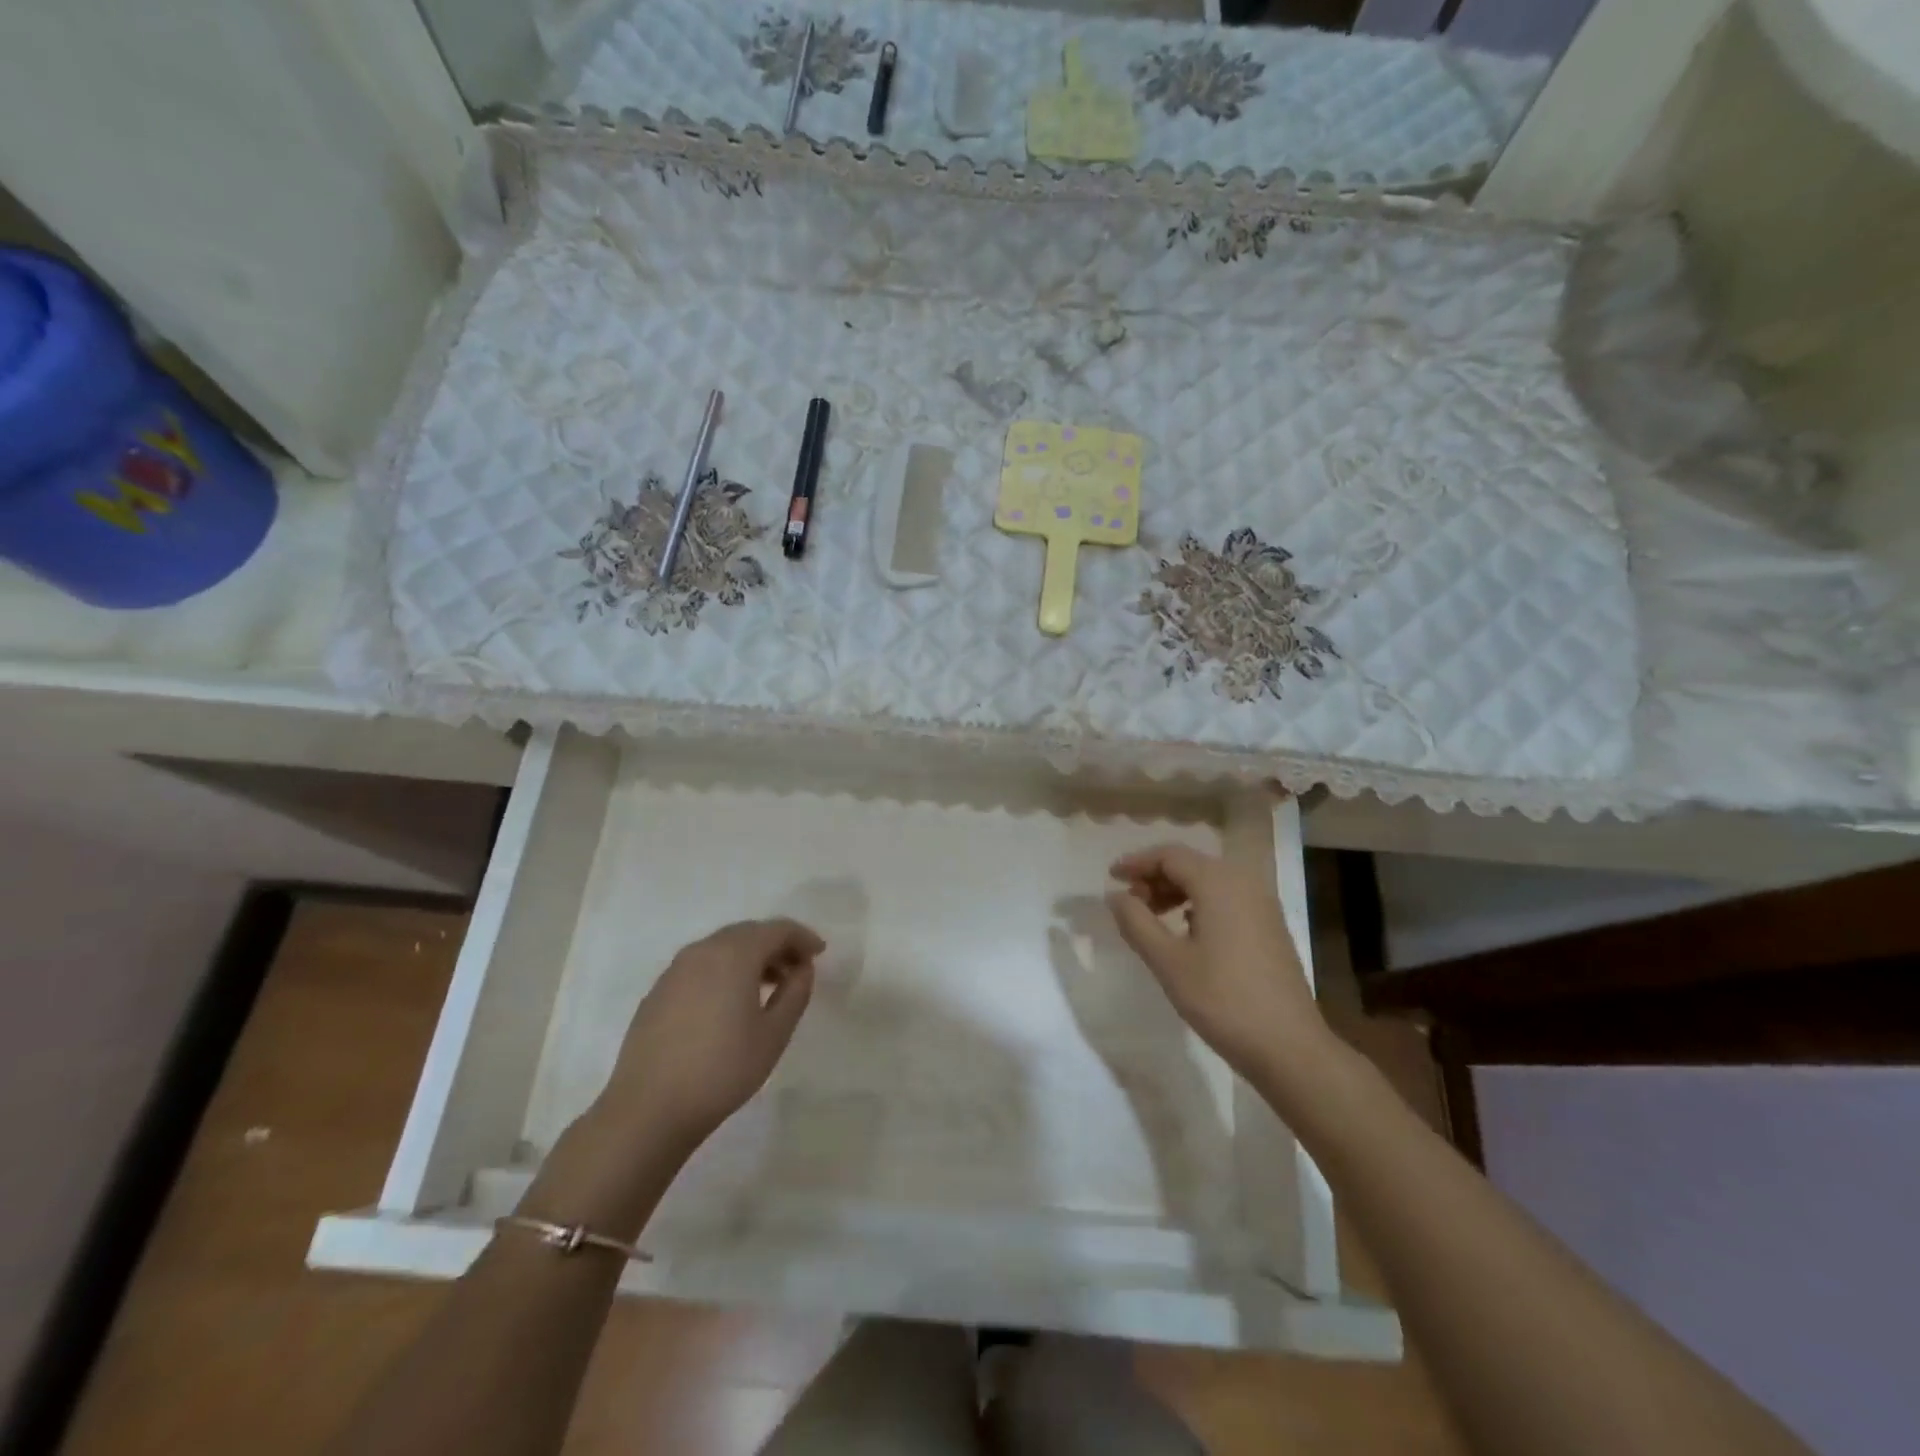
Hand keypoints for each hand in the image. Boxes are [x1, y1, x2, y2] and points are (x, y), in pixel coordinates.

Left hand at [599, 918, 822, 1150]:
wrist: (648, 1109)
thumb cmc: (722, 1069)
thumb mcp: (774, 1034)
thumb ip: (795, 993)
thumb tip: (802, 969)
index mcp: (734, 954)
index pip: (776, 929)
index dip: (802, 937)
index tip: (819, 954)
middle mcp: (703, 951)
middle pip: (748, 933)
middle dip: (776, 945)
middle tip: (796, 970)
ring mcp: (675, 970)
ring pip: (722, 948)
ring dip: (749, 957)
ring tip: (767, 988)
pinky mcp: (658, 992)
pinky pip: (701, 966)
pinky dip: (724, 971)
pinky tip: (729, 1003)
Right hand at [1106, 844, 1330, 1082]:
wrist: (1289, 1046)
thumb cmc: (1222, 999)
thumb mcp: (1168, 961)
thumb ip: (1136, 922)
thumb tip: (1115, 895)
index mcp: (1218, 882)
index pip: (1169, 855)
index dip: (1136, 863)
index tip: (1111, 878)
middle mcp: (1244, 882)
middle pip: (1190, 864)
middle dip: (1155, 877)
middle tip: (1129, 903)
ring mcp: (1262, 904)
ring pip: (1209, 881)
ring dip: (1176, 891)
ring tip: (1152, 918)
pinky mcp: (1270, 926)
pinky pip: (1227, 899)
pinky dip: (1199, 904)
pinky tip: (1187, 932)